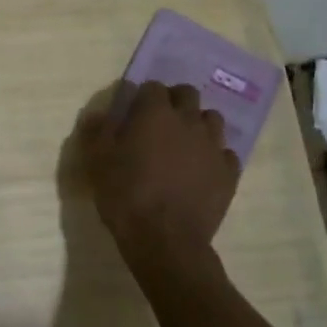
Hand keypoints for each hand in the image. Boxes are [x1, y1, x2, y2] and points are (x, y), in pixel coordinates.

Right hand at [84, 82, 240, 254]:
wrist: (165, 239)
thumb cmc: (125, 195)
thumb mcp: (97, 162)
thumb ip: (98, 131)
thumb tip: (98, 113)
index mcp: (155, 113)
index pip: (153, 87)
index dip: (143, 97)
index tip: (134, 112)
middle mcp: (189, 121)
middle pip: (188, 94)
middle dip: (175, 102)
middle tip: (160, 123)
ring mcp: (213, 146)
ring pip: (212, 119)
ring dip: (198, 124)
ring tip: (184, 144)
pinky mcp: (229, 172)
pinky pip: (225, 153)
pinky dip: (214, 156)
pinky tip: (202, 170)